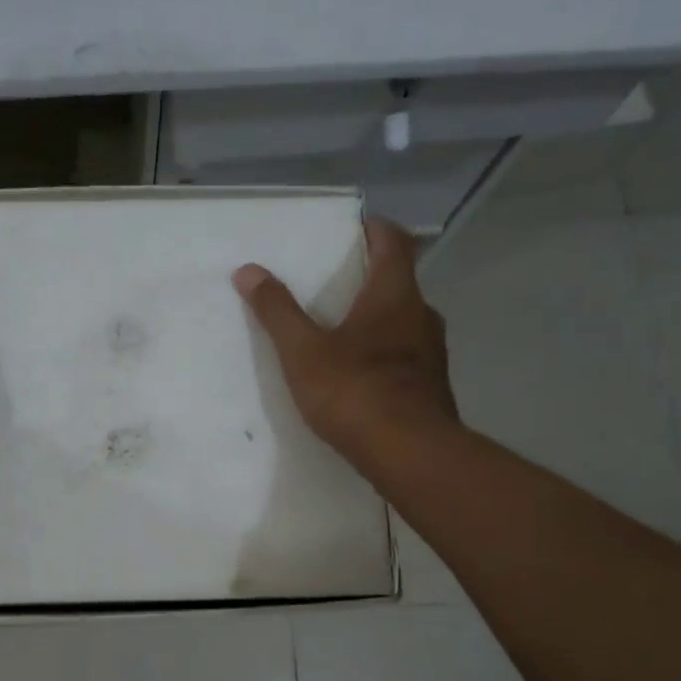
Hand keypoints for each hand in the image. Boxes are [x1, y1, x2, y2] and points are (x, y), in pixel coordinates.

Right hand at [232, 217, 458, 469]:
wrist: (409, 453)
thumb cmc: (354, 391)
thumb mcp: (303, 351)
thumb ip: (277, 311)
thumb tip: (248, 270)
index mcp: (394, 296)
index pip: (393, 243)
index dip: (375, 229)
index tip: (355, 227)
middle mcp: (422, 316)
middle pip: (400, 283)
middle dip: (371, 278)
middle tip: (337, 282)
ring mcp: (432, 354)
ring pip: (405, 322)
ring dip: (379, 319)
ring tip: (343, 330)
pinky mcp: (431, 387)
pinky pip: (406, 356)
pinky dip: (385, 353)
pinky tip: (361, 374)